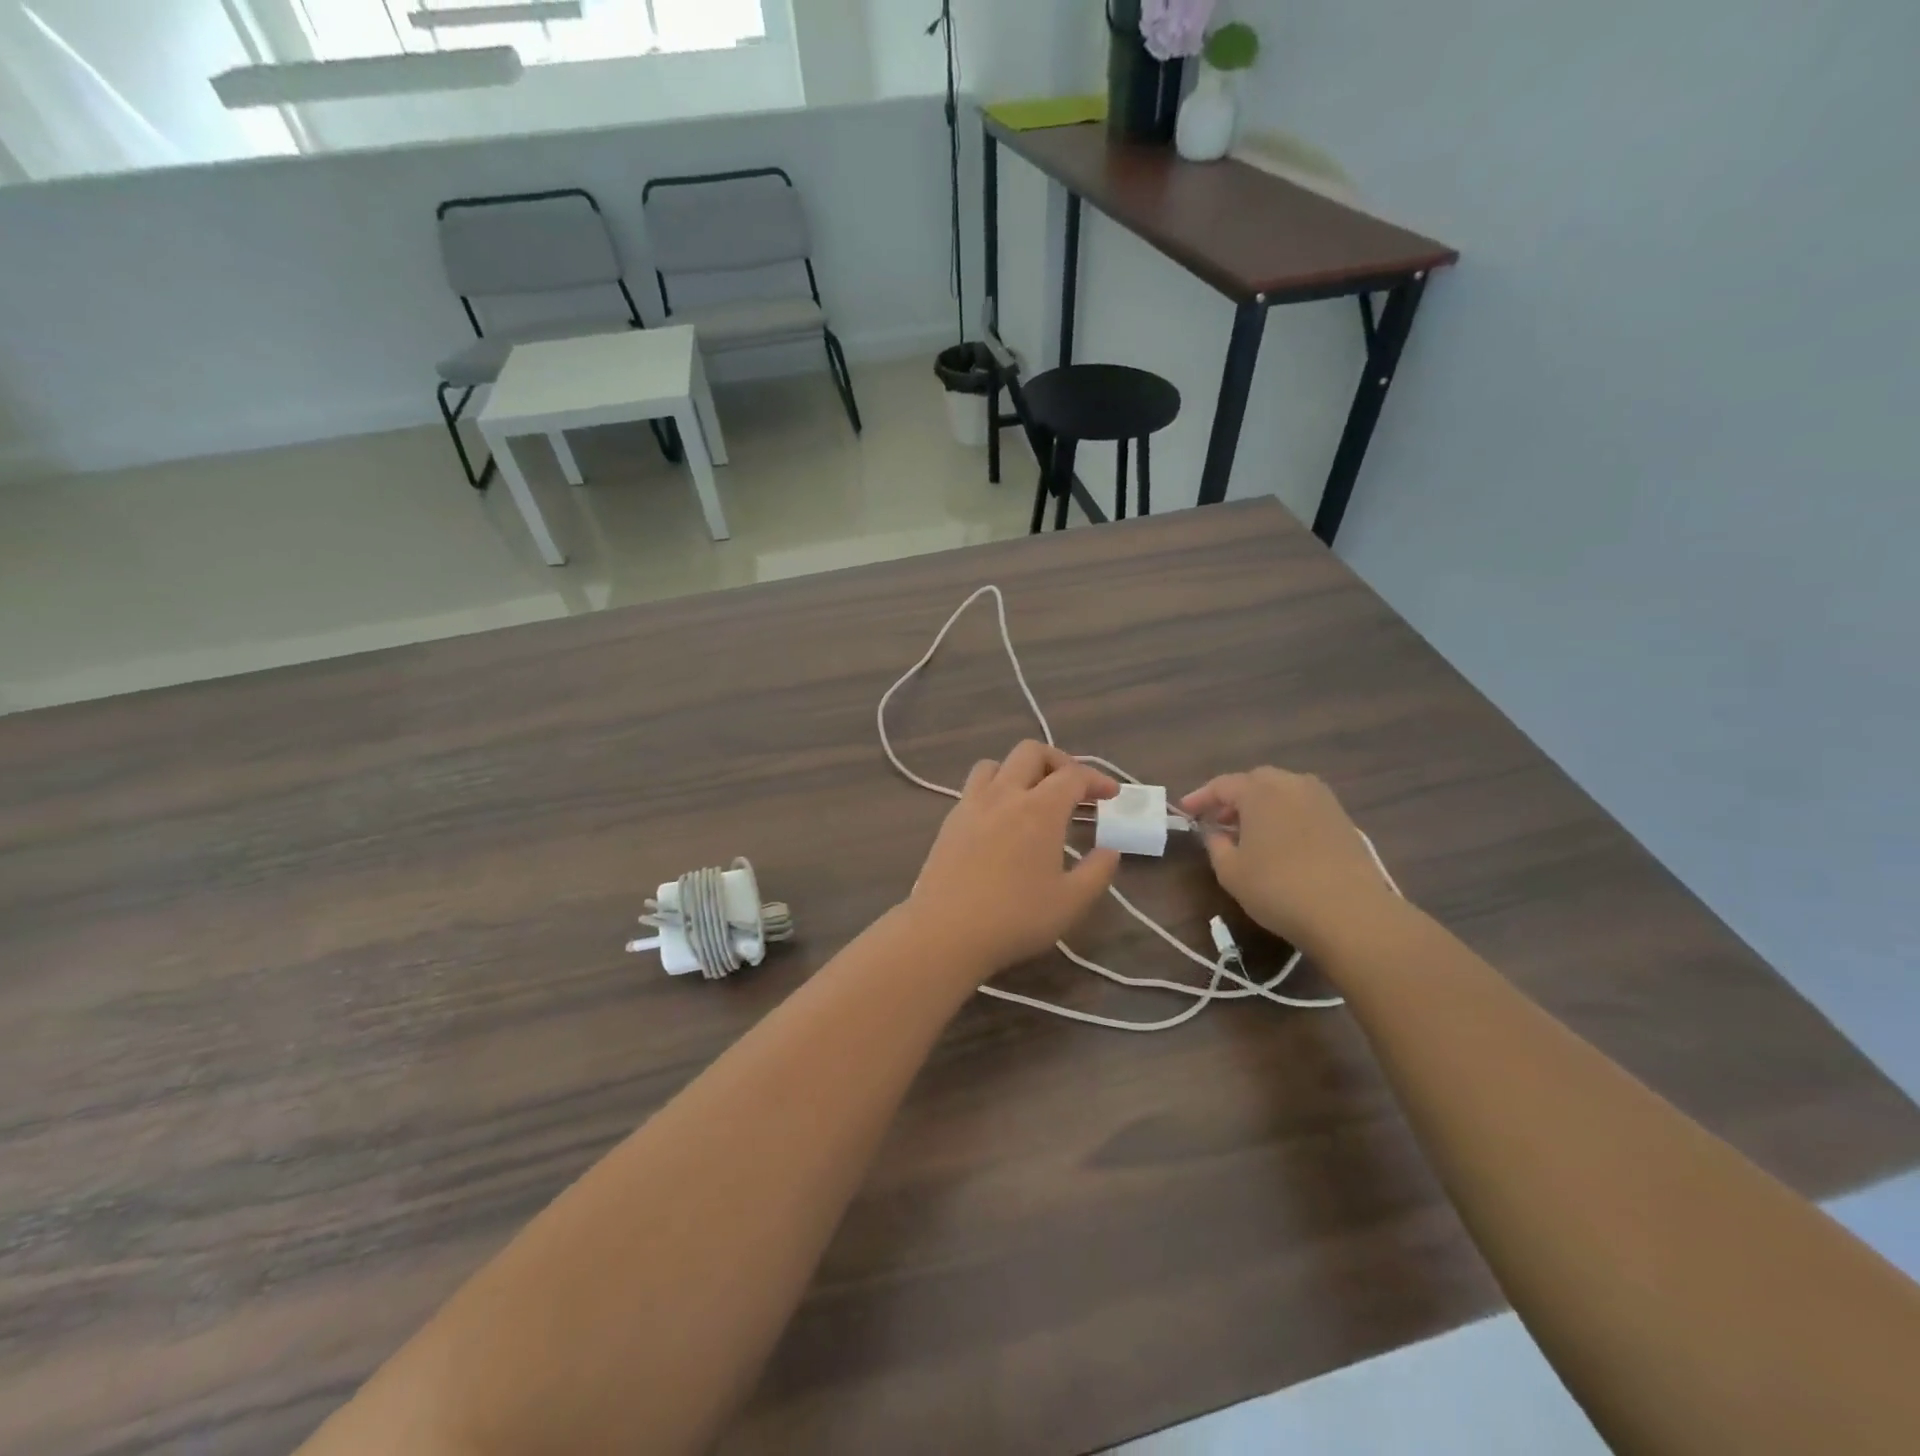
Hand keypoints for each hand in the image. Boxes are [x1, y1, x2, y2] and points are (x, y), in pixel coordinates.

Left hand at [906, 741, 1120, 979]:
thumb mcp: (1071, 902)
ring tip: (1032, 797)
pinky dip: (995, 789)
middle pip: (1031, 752)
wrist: (946, 932)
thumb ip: (1097, 872)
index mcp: (1040, 809)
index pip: (1073, 775)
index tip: (1110, 795)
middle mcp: (1005, 795)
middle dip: (1058, 761)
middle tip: (1073, 788)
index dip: (1097, 779)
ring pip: (996, 764)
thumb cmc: (1015, 918)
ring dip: (1020, 770)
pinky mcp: (950, 821)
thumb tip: (1109, 850)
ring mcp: (972, 804)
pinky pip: (974, 787)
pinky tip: (1001, 820)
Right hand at [1182, 768, 1390, 954]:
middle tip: (1218, 821)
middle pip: (1255, 782)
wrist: (1351, 913)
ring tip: (1249, 833)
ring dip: (1262, 806)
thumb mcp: (1231, 871)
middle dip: (1233, 798)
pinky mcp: (1343, 820)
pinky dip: (1285, 816)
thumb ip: (1215, 845)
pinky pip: (1303, 807)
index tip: (1185, 811)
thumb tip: (1215, 833)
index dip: (1200, 798)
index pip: (1222, 785)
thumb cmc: (1278, 888)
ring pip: (1283, 792)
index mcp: (1260, 790)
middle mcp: (1292, 784)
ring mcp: (1322, 800)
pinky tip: (1280, 842)